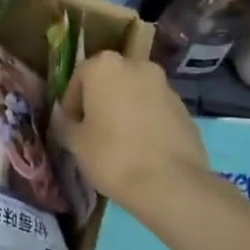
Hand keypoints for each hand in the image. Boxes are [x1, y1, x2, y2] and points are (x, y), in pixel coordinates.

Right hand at [51, 50, 208, 207]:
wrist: (170, 184)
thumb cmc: (112, 156)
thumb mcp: (75, 143)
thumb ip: (65, 123)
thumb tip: (65, 118)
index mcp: (104, 66)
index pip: (79, 78)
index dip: (72, 104)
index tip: (71, 127)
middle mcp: (136, 66)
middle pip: (110, 82)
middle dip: (101, 102)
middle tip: (94, 132)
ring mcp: (165, 85)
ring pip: (135, 94)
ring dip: (125, 110)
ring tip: (120, 143)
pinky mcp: (184, 108)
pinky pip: (156, 110)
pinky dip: (146, 122)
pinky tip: (142, 149)